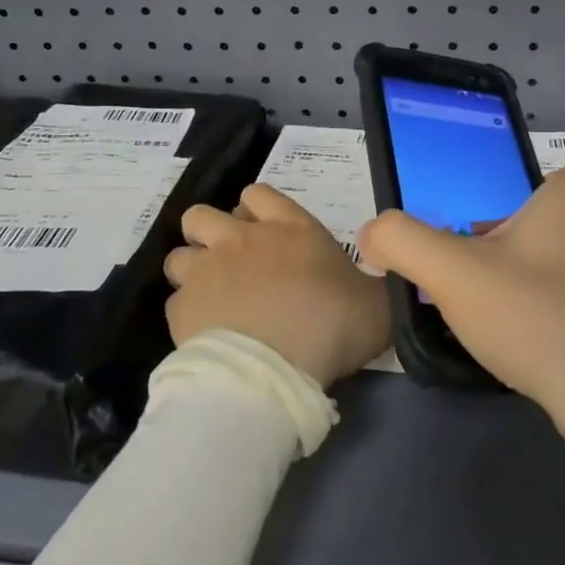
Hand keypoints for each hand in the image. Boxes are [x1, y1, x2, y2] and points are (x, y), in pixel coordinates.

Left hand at [165, 183, 391, 387]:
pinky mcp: (181, 309)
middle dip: (210, 232)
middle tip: (230, 262)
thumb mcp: (375, 303)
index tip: (266, 232)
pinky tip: (204, 333)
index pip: (258, 193)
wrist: (274, 371)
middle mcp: (240, 239)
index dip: (257, 208)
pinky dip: (187, 315)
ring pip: (179, 255)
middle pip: (202, 215)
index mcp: (288, 228)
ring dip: (192, 271)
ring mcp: (205, 272)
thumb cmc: (331, 326)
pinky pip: (175, 303)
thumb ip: (375, 284)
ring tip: (211, 297)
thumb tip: (388, 277)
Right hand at [356, 160, 564, 465]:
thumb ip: (402, 242)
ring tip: (499, 304)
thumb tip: (373, 234)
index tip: (515, 208)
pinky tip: (530, 336)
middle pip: (564, 216)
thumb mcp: (452, 274)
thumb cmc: (534, 315)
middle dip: (524, 232)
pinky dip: (559, 305)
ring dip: (538, 270)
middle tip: (481, 261)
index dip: (551, 184)